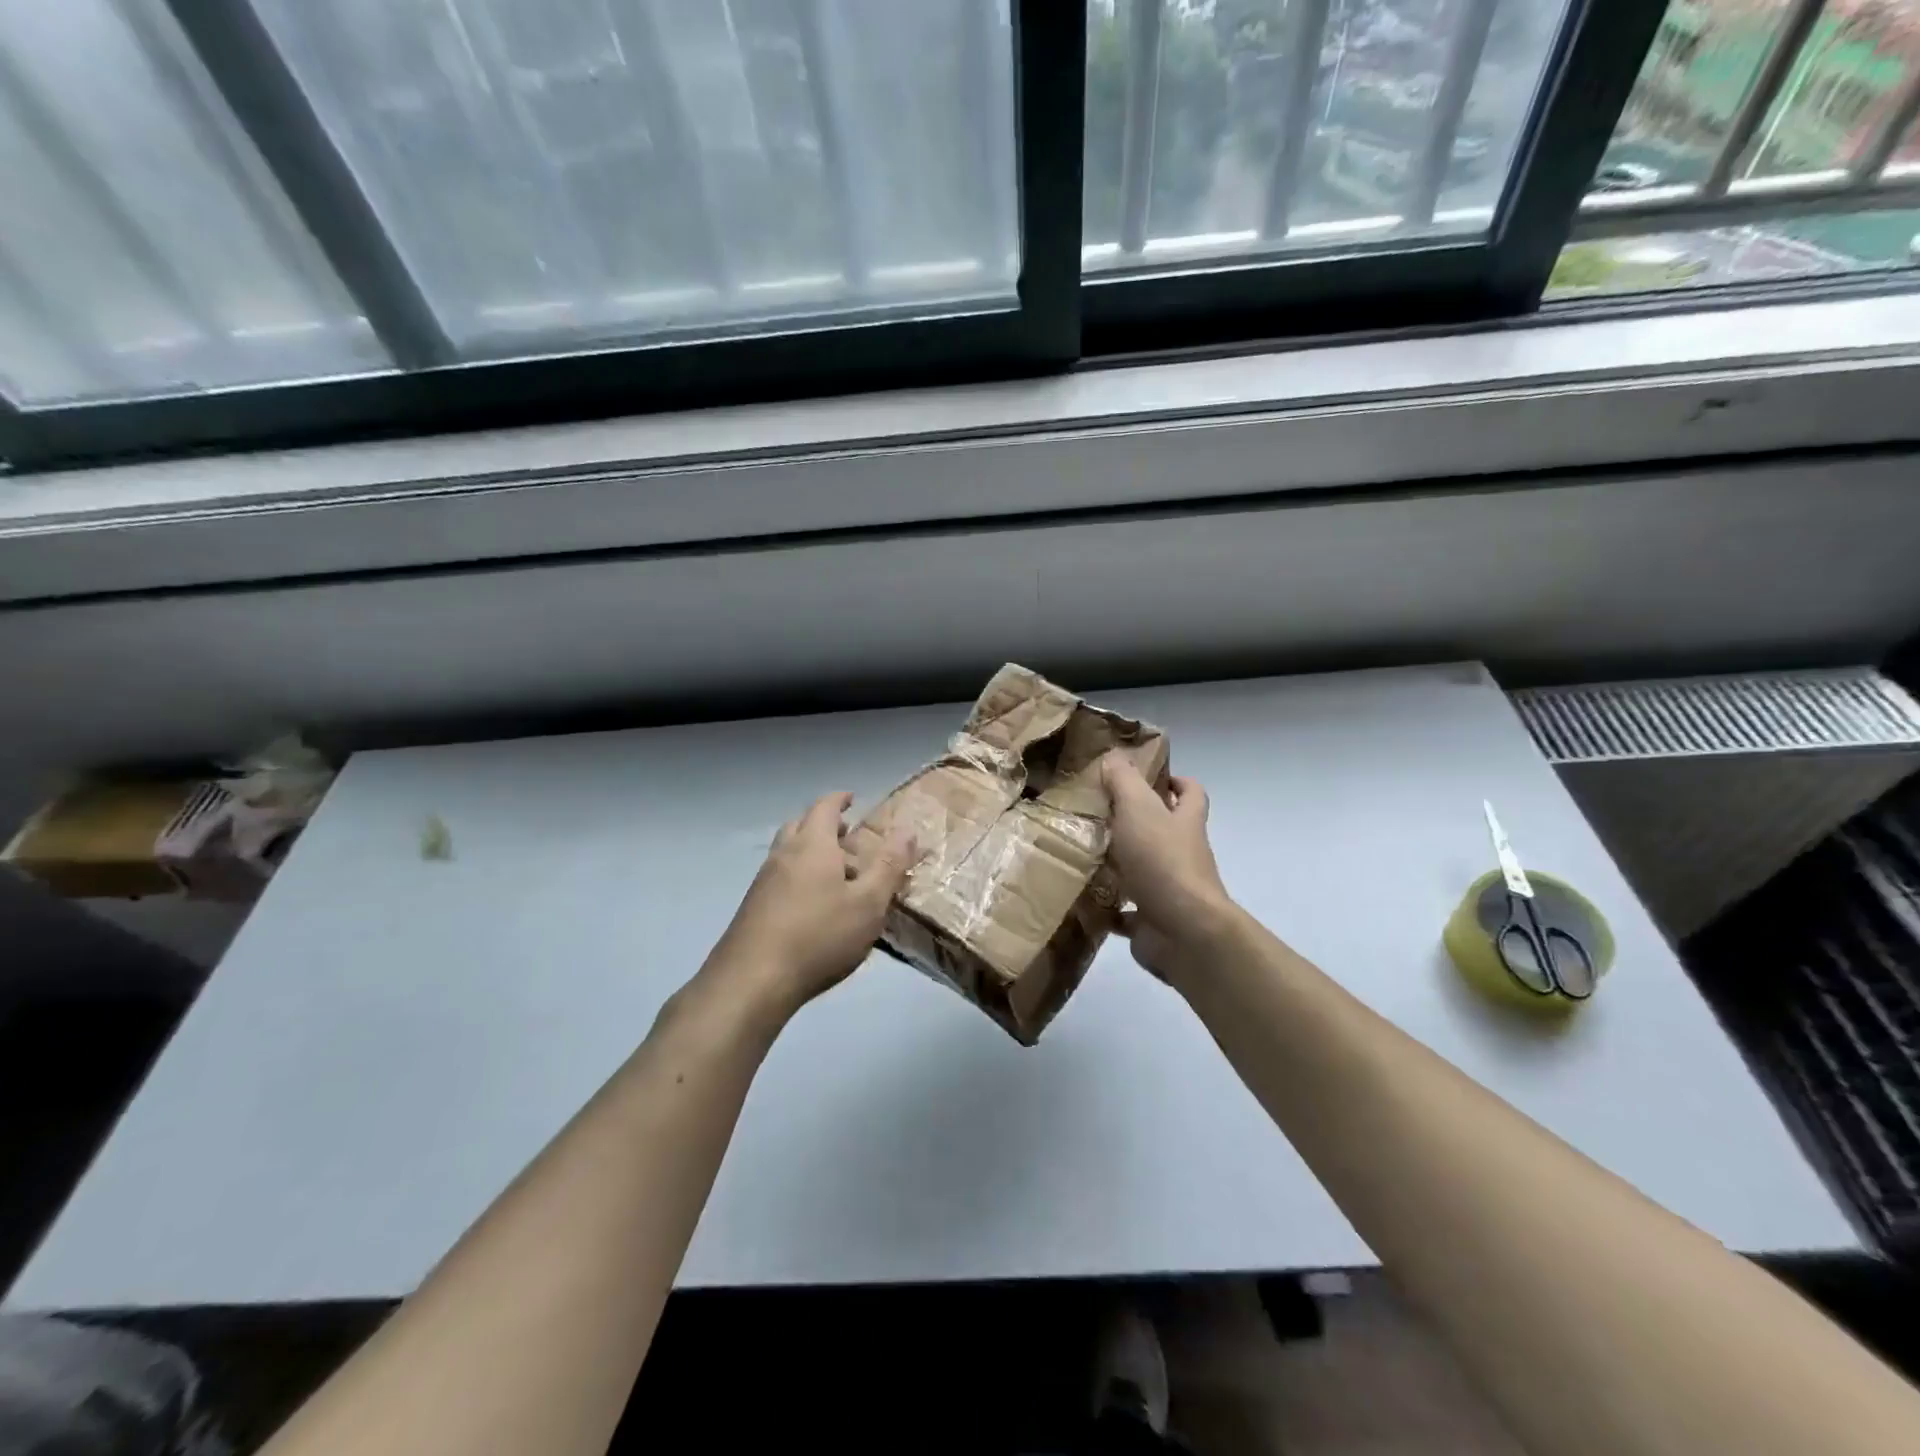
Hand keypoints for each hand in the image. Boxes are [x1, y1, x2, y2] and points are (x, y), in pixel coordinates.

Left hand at [705, 791, 914, 1017]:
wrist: (752, 980)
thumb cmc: (819, 936)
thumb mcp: (868, 903)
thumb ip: (889, 866)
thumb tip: (907, 830)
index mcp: (812, 845)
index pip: (824, 807)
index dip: (839, 799)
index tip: (852, 798)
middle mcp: (783, 854)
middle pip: (801, 824)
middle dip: (824, 824)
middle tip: (847, 836)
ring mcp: (763, 881)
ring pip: (787, 851)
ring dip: (810, 851)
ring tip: (836, 874)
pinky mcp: (753, 907)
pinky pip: (779, 876)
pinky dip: (798, 875)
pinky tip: (813, 905)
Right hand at [1101, 752, 1234, 987]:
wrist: (1183, 930)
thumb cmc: (1162, 861)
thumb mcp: (1139, 809)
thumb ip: (1124, 782)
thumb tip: (1115, 757)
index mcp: (1185, 822)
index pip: (1191, 794)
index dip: (1176, 782)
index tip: (1150, 778)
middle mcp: (1182, 854)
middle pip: (1165, 832)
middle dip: (1138, 823)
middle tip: (1100, 814)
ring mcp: (1169, 889)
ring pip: (1144, 870)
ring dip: (1119, 865)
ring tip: (1083, 854)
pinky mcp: (1153, 920)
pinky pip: (1128, 912)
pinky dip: (1109, 907)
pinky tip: (1084, 898)